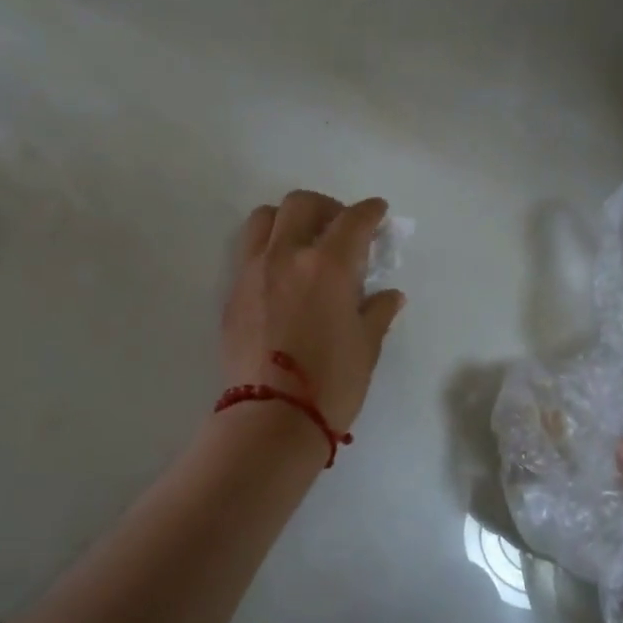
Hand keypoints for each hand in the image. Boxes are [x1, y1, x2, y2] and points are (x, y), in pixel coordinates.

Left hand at [221, 191, 404, 435]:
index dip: (370, 211)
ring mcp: (253, 271)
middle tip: (341, 229)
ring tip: (302, 243)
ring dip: (288, 220)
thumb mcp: (366, 346)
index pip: (353, 220)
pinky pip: (248, 252)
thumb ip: (378, 311)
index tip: (378, 213)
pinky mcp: (232, 293)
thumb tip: (390, 295)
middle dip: (327, 208)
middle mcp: (286, 256)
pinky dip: (268, 248)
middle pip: (302, 205)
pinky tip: (282, 276)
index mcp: (328, 265)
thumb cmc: (332, 383)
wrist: (272, 417)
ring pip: (264, 219)